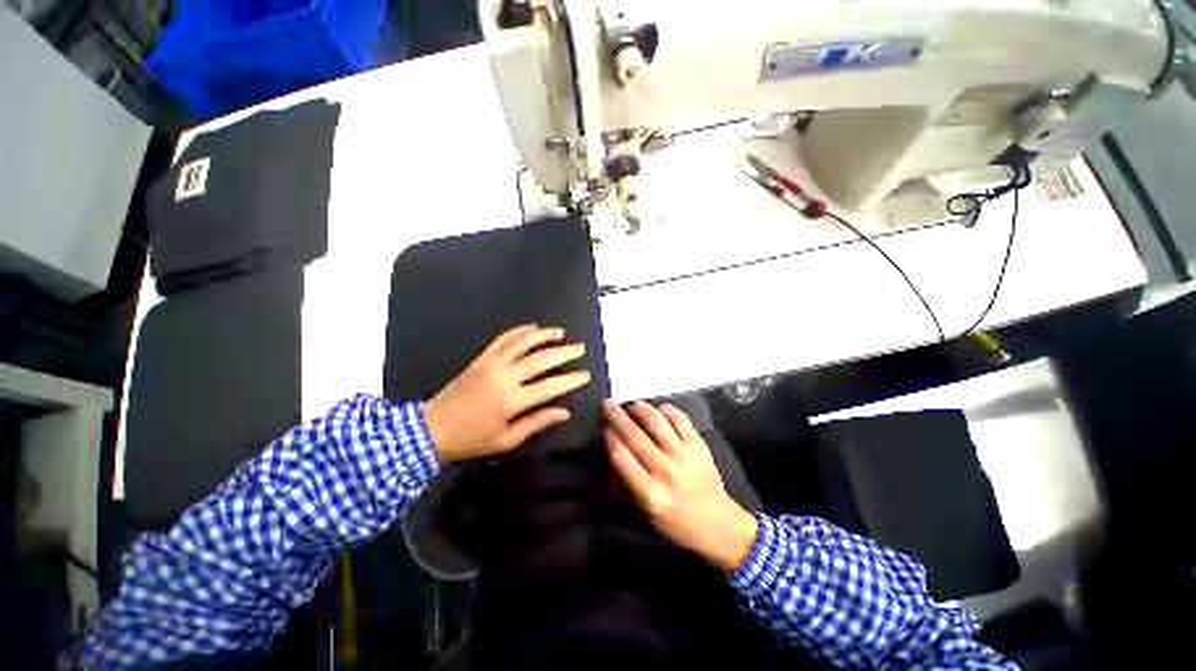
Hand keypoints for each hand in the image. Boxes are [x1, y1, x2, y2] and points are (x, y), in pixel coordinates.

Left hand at [424, 325, 590, 462]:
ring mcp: (492, 363)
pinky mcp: (481, 358)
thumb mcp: (507, 440)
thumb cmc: (472, 439)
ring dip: (544, 335)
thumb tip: (564, 413)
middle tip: (579, 348)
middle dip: (564, 352)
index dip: (571, 380)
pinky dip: (519, 331)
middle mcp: (505, 377)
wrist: (432, 428)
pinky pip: (503, 339)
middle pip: (541, 359)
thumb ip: (537, 423)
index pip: (551, 386)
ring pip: (523, 342)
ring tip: (560, 332)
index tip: (586, 374)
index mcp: (513, 401)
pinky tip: (532, 328)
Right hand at [603, 400, 758, 573]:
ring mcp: (685, 455)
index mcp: (649, 493)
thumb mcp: (646, 510)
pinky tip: (659, 410)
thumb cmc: (676, 521)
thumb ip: (629, 479)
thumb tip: (615, 446)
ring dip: (640, 408)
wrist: (718, 524)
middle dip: (617, 416)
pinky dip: (666, 410)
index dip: (610, 437)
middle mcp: (665, 471)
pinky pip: (680, 419)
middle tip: (608, 404)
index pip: (621, 456)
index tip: (604, 427)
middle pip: (635, 435)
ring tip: (632, 405)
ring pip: (656, 422)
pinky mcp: (700, 445)